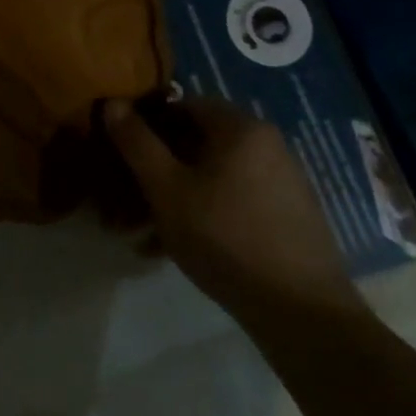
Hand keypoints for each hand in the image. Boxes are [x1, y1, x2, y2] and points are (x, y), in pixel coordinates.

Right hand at [103, 95, 363, 323]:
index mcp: (240, 128)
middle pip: (195, 143)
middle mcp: (265, 144)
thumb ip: (137, 143)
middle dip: (154, 168)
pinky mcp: (286, 215)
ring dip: (172, 196)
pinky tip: (173, 247)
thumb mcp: (166, 189)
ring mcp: (280, 181)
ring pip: (210, 176)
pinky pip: (231, 200)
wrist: (302, 312)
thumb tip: (112, 103)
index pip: (181, 105)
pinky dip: (200, 213)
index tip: (120, 151)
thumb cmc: (225, 237)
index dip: (145, 123)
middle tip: (123, 197)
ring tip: (140, 231)